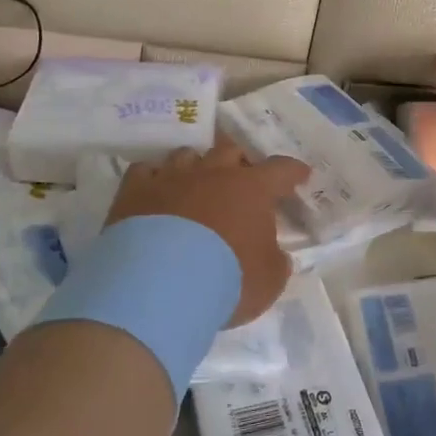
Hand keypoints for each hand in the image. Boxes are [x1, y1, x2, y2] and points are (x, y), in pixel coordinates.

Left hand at [105, 138, 309, 326]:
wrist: (160, 285)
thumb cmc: (226, 281)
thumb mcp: (268, 281)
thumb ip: (275, 262)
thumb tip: (274, 254)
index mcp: (251, 189)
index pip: (280, 170)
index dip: (292, 172)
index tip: (300, 174)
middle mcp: (212, 173)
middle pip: (230, 150)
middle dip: (239, 162)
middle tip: (241, 178)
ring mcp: (171, 177)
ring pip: (187, 155)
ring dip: (196, 167)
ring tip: (195, 185)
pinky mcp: (135, 190)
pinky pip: (145, 171)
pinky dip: (153, 179)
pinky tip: (154, 192)